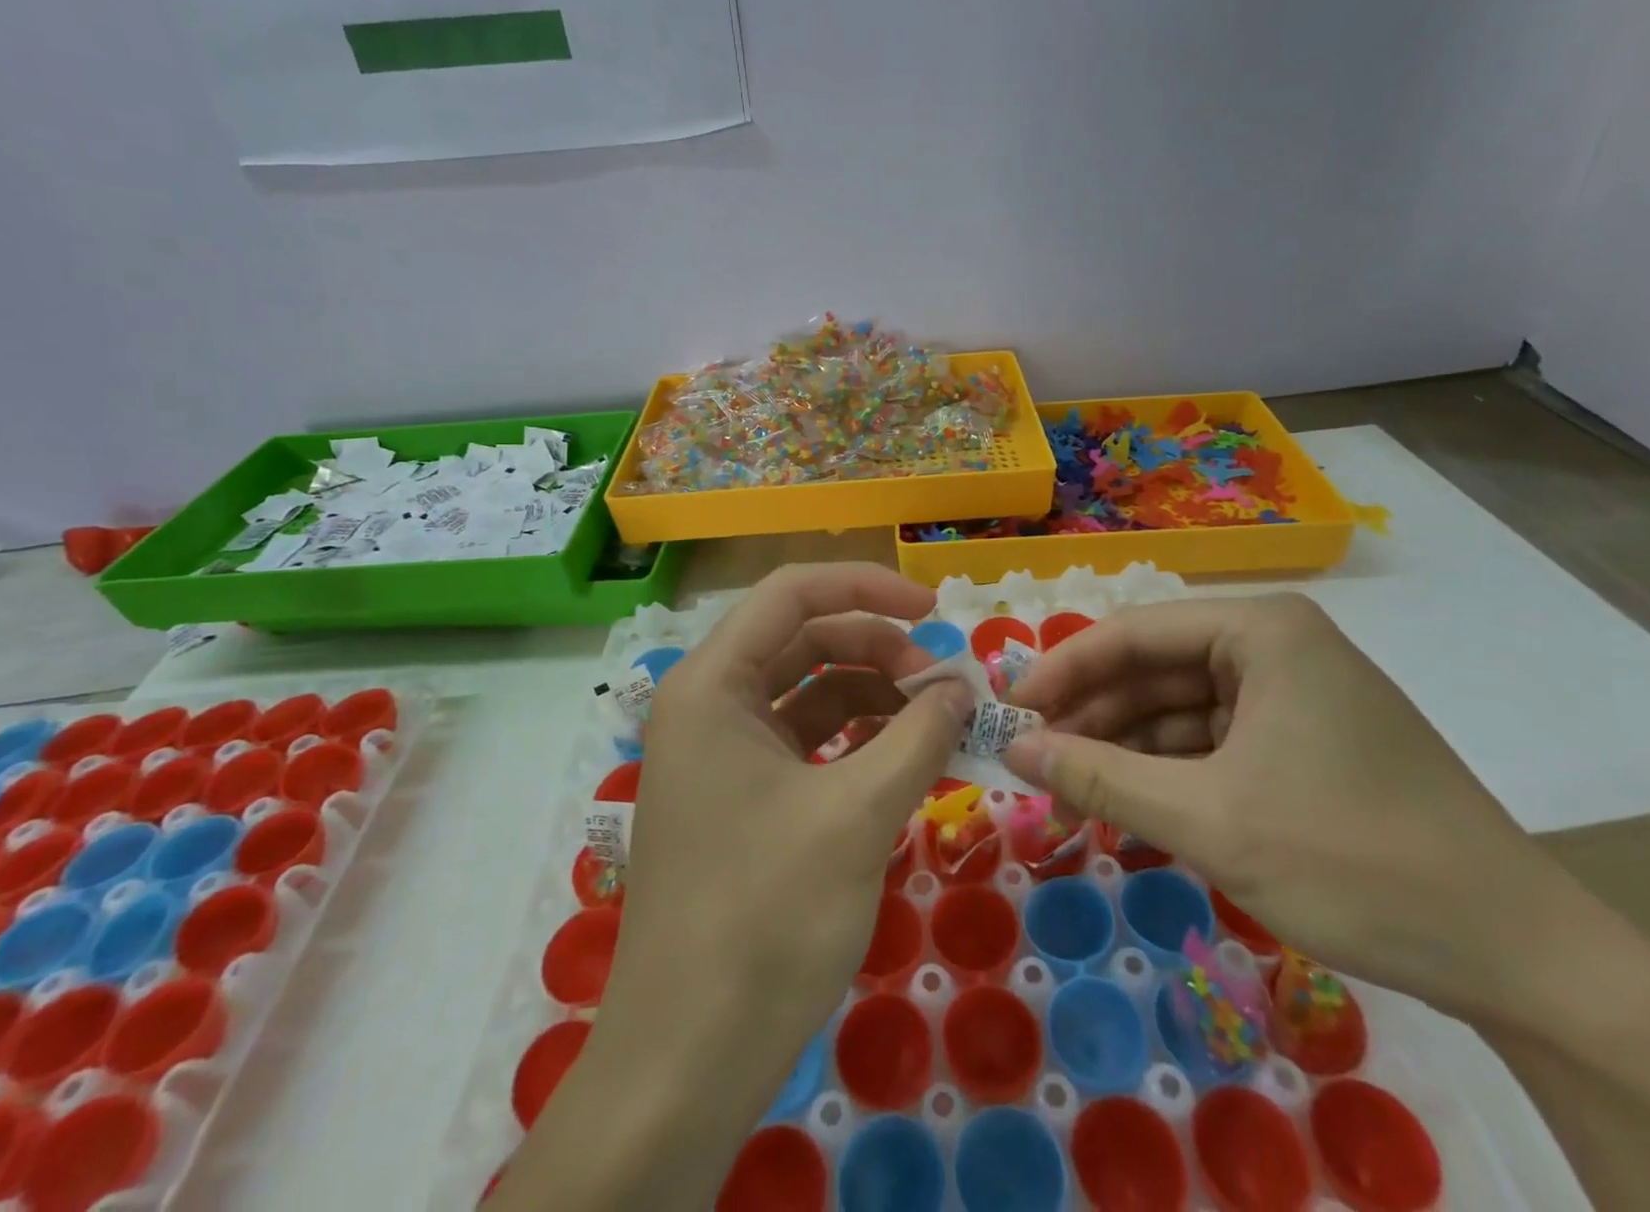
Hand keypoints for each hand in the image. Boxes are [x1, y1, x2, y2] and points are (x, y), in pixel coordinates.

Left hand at [501, 565, 972, 1211]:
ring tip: (937, 724)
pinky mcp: (741, 795)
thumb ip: (918, 737)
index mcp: (713, 683)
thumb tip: (962, 688)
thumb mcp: (857, 816)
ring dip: (873, 696)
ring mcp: (722, 751)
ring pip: (809, 690)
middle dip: (878, 649)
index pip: (792, 592)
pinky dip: (857, 740)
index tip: (935, 611)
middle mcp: (709, 702)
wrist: (687, 1061)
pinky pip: (806, 741)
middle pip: (804, 639)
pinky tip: (905, 759)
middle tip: (944, 687)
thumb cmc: (764, 919)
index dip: (868, 587)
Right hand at [1003, 593, 1590, 1022]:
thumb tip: (1011, 749)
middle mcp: (1277, 646)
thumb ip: (1097, 778)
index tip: (1009, 712)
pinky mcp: (1308, 741)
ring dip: (1126, 751)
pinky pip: (1216, 742)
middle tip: (1033, 761)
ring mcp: (1296, 694)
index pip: (1131, 634)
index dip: (1062, 671)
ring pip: (1181, 710)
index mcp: (1261, 632)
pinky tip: (1132, 808)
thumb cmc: (1353, 861)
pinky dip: (1170, 773)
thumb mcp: (1206, 819)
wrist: (1522, 958)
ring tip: (1073, 794)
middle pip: (1155, 669)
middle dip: (1093, 717)